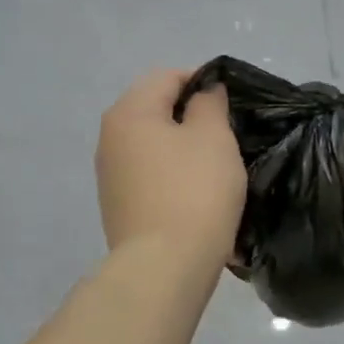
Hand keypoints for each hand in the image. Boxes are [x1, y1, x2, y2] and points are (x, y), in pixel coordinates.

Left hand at [96, 70, 246, 270]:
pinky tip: (197, 193)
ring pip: (154, 145)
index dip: (203, 80)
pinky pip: (151, 175)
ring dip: (183, 147)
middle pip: (156, 110)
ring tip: (217, 164)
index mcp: (129, 113)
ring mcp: (111, 175)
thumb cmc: (194, 191)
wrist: (165, 266)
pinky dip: (173, 174)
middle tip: (229, 133)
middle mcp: (110, 138)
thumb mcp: (214, 137)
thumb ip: (210, 104)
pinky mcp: (119, 206)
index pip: (167, 76)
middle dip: (192, 115)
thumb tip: (204, 92)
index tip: (233, 98)